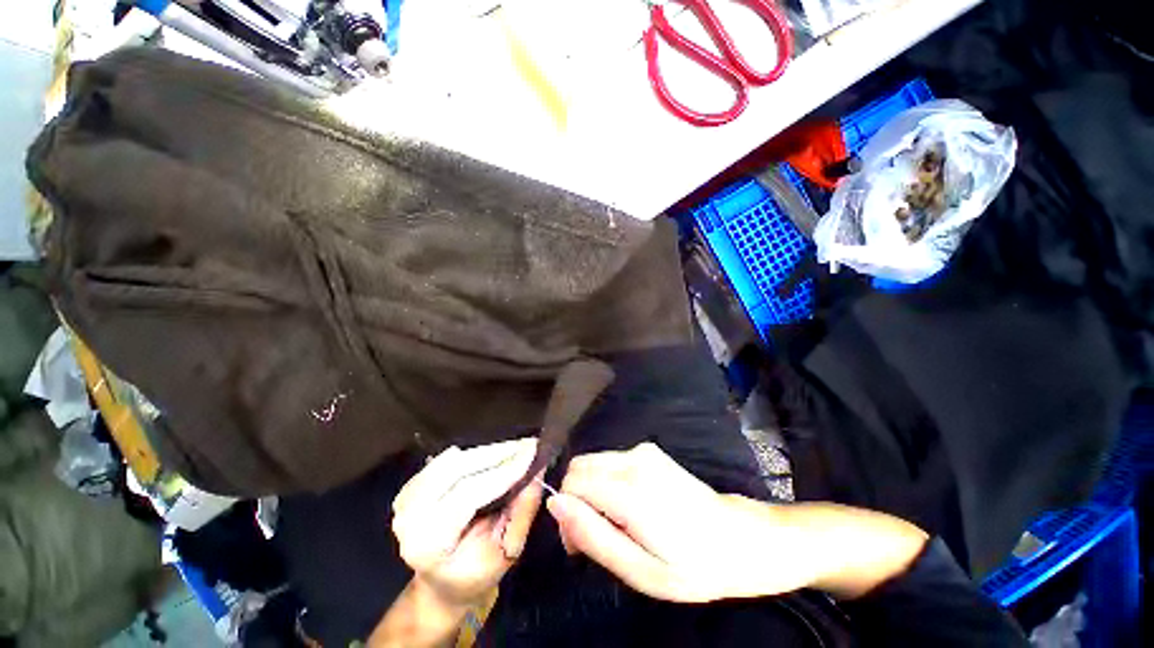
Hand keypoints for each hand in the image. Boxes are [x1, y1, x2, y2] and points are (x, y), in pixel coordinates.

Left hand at [391, 438, 543, 607]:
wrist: (442, 585)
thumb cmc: (477, 573)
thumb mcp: (508, 552)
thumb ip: (523, 511)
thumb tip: (538, 470)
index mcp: (429, 545)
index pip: (468, 495)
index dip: (502, 471)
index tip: (532, 452)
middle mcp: (409, 519)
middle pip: (457, 470)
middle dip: (497, 453)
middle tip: (528, 443)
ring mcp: (405, 502)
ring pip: (452, 460)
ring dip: (487, 451)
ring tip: (515, 448)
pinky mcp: (410, 488)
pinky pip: (446, 460)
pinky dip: (473, 454)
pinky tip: (492, 456)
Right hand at [547, 442, 782, 602]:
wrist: (740, 538)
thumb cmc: (693, 566)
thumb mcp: (639, 570)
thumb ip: (592, 534)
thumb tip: (555, 504)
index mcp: (629, 489)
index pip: (571, 484)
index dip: (567, 514)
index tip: (579, 542)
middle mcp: (633, 459)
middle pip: (579, 467)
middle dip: (575, 499)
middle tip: (596, 535)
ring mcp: (642, 450)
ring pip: (592, 463)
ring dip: (590, 491)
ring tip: (614, 524)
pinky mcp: (649, 451)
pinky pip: (610, 462)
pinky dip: (605, 482)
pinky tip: (628, 507)